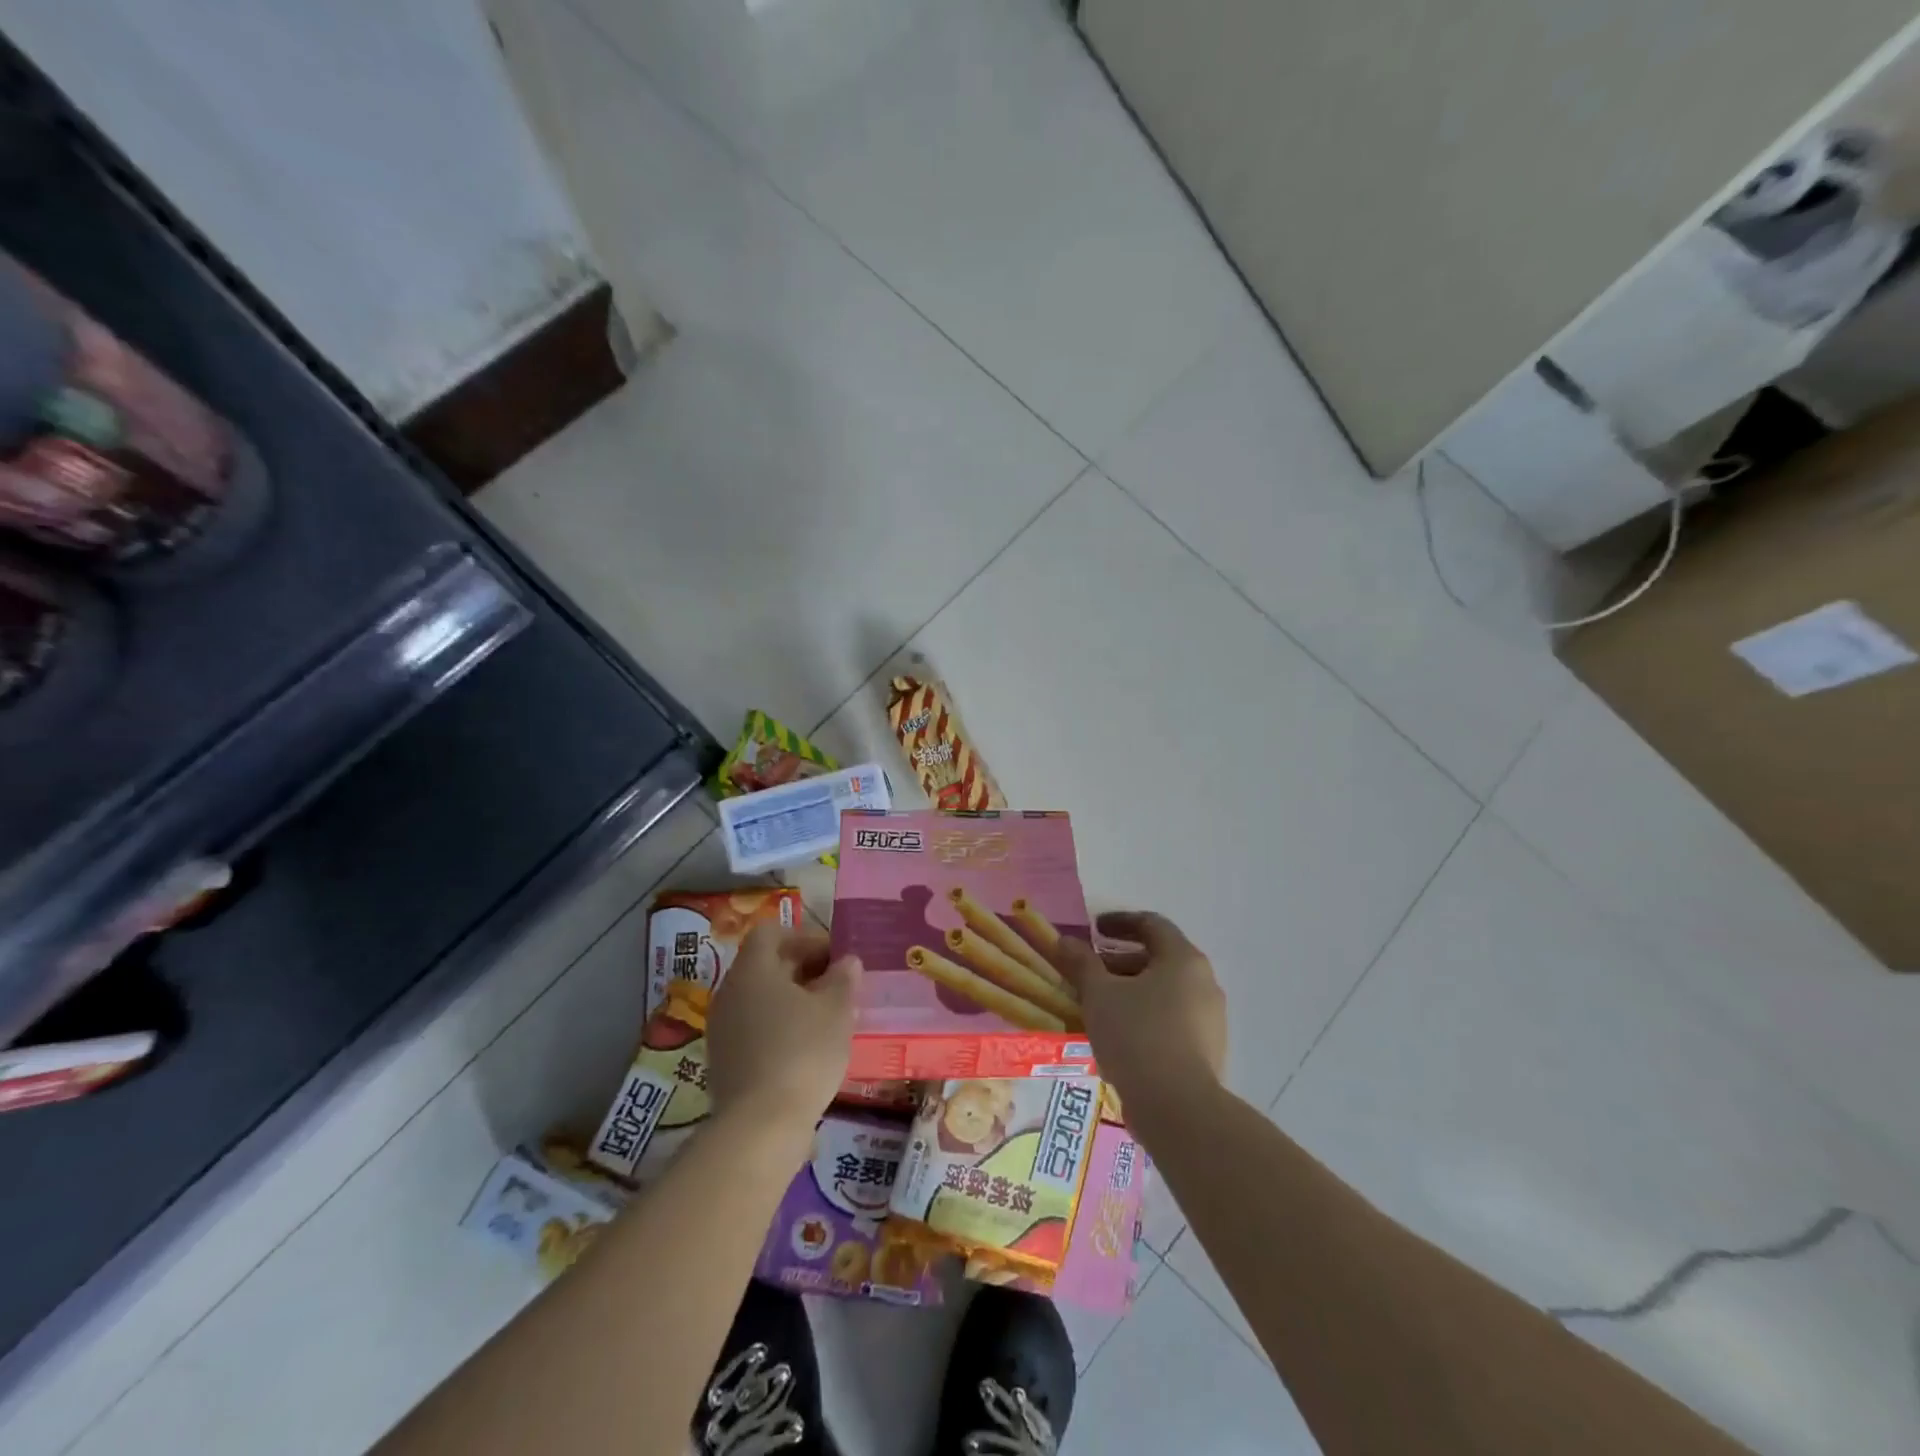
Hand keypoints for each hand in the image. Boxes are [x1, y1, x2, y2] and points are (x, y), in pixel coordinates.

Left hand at [706, 922, 859, 1145]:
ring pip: (761, 1000)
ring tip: (829, 1020)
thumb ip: (843, 978)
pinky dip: (781, 1030)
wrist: (760, 1126)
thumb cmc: (802, 1052)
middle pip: (766, 966)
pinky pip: (755, 1030)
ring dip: (794, 1002)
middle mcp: (730, 992)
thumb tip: (847, 962)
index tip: (834, 957)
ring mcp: (723, 1029)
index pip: (772, 933)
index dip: (805, 938)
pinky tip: (809, 1050)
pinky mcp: (725, 1062)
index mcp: (753, 969)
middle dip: (804, 970)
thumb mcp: (837, 1009)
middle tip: (839, 987)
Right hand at [1056, 911, 1225, 1111]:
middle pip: (1159, 959)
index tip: (1094, 929)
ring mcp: (1210, 1019)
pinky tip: (1119, 1036)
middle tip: (1090, 972)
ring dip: (1131, 991)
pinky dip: (1145, 1016)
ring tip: (1099, 1006)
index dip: (1120, 922)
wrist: (1178, 1108)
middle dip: (1120, 961)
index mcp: (1183, 959)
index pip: (1152, 924)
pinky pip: (1172, 1020)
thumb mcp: (1099, 994)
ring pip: (1165, 992)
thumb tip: (1065, 941)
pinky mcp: (1208, 1051)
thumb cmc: (1136, 1035)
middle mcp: (1204, 983)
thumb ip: (1081, 962)